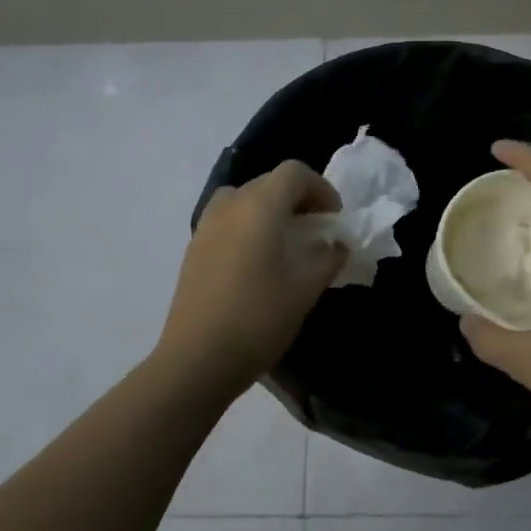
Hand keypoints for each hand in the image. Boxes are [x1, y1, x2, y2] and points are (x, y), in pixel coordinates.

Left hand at [156, 160, 346, 388]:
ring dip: (269, 209)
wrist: (197, 358)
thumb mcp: (306, 288)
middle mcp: (230, 205)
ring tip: (284, 241)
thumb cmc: (259, 317)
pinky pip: (226, 220)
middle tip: (315, 229)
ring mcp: (206, 225)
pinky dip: (247, 225)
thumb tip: (336, 244)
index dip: (320, 188)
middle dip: (297, 198)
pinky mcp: (194, 248)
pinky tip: (257, 261)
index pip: (294, 172)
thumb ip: (328, 258)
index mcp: (260, 205)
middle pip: (268, 181)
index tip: (333, 218)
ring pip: (244, 198)